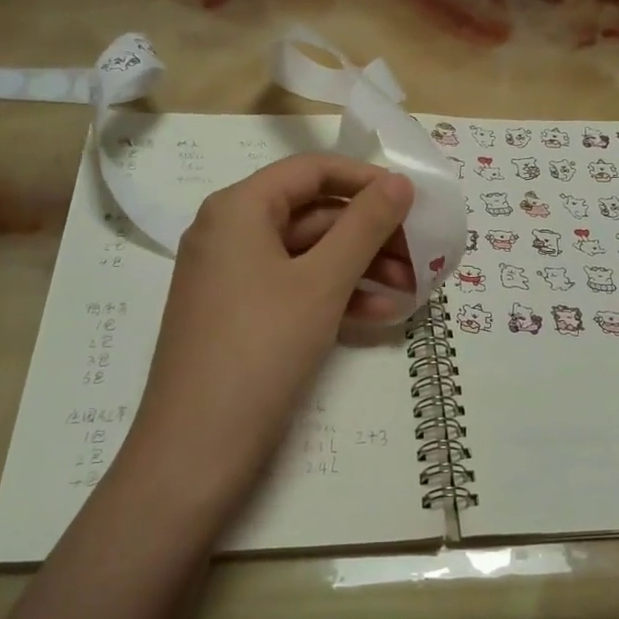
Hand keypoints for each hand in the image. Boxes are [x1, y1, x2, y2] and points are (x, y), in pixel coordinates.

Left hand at [130, 154, 414, 491]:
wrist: (197, 447)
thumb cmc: (261, 348)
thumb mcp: (322, 282)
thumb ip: (365, 226)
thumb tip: (399, 182)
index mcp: (238, 209)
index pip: (311, 171)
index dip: (366, 180)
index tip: (413, 202)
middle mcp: (230, 233)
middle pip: (312, 214)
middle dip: (370, 234)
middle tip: (421, 256)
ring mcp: (232, 277)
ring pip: (307, 256)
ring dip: (360, 268)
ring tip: (410, 290)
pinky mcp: (239, 316)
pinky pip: (294, 289)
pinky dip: (335, 296)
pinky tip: (378, 314)